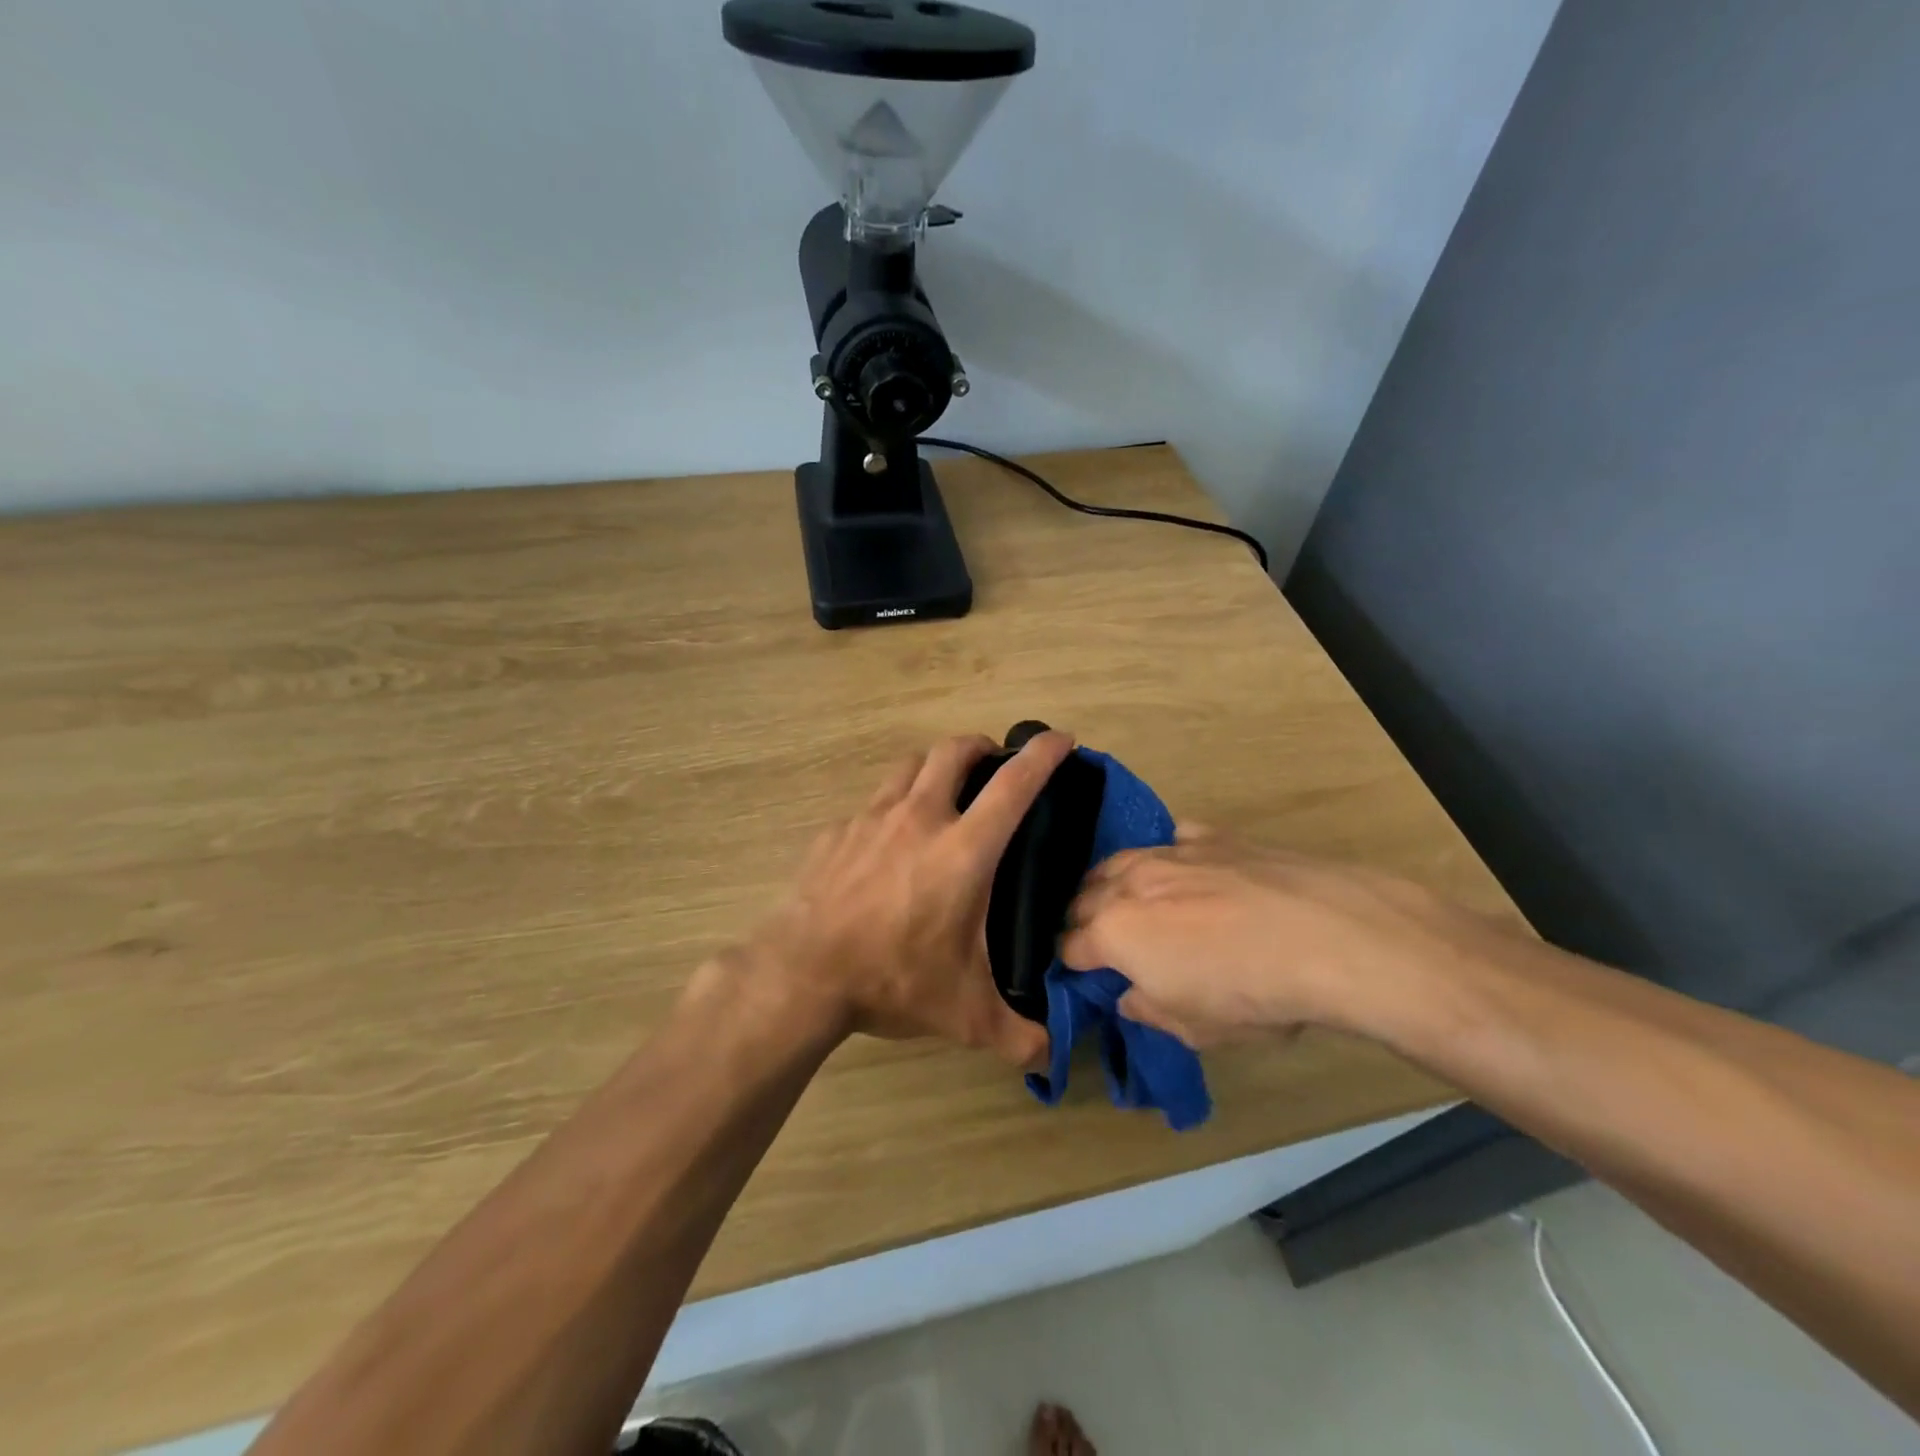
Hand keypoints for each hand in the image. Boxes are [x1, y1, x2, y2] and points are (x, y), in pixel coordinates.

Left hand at [712, 731, 1074, 1066]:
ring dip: (934, 767)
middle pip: (953, 751)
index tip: (1061, 739)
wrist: (800, 973)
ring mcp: (872, 818)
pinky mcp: (836, 831)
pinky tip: (888, 841)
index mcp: (964, 849)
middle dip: (980, 746)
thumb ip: (1018, 1037)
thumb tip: (1054, 1057)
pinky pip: (872, 803)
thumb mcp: (964, 1015)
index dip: (1043, 754)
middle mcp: (920, 818)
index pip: (1014, 784)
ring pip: (910, 766)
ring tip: (943, 790)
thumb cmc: (892, 979)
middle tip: (993, 762)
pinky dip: (892, 807)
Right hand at [1060, 827, 1506, 1048]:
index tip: (1082, 974)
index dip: (1071, 962)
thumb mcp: (1195, 1028)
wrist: (1325, 934)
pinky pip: (1172, 840)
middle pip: (1084, 897)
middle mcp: (1130, 884)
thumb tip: (1128, 996)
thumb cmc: (1252, 994)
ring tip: (1128, 900)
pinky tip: (1184, 870)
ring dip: (1113, 883)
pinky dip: (1167, 857)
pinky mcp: (1210, 836)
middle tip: (1100, 940)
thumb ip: (1149, 1010)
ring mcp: (1169, 853)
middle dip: (1083, 919)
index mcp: (1114, 934)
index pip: (1070, 946)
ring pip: (1118, 861)